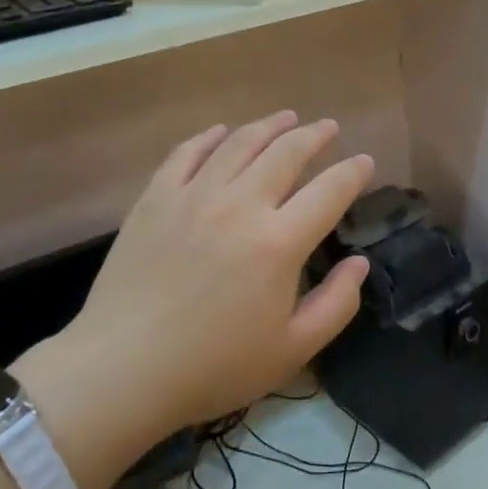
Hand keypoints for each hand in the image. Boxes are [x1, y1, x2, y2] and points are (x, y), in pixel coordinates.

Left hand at [12, 112, 372, 488]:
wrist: (122, 370)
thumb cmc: (213, 367)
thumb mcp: (291, 350)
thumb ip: (336, 304)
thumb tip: (359, 263)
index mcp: (279, 242)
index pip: (330, 191)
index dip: (353, 172)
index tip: (365, 162)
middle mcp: (240, 205)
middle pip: (286, 153)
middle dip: (315, 135)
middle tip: (329, 128)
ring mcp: (193, 196)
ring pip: (239, 143)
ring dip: (269, 126)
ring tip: (287, 117)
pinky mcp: (155, 199)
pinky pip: (186, 153)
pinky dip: (209, 137)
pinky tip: (221, 132)